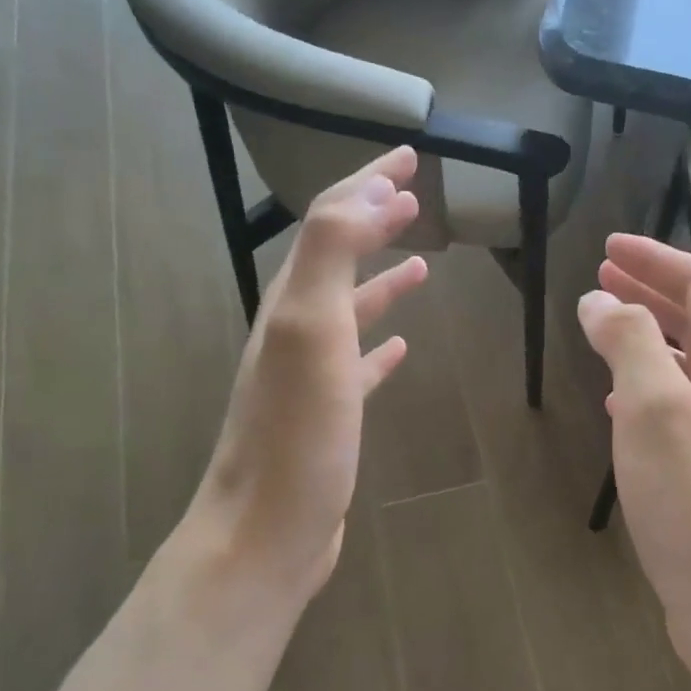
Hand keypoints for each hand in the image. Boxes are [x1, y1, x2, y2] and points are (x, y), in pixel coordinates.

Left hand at [184, 146, 427, 615]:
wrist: (268, 531)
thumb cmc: (296, 434)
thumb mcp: (309, 330)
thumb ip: (330, 254)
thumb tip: (368, 194)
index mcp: (293, 302)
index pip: (331, 221)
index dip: (369, 183)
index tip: (412, 159)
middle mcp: (296, 329)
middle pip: (337, 256)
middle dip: (374, 217)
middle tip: (414, 192)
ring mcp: (311, 375)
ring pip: (351, 308)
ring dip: (382, 277)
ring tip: (422, 260)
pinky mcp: (330, 416)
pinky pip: (359, 366)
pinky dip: (381, 346)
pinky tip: (403, 348)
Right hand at [578, 234, 690, 673]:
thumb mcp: (654, 408)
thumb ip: (626, 341)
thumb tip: (601, 300)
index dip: (654, 258)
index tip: (606, 247)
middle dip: (649, 293)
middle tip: (600, 278)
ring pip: (690, 365)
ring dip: (647, 340)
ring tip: (603, 328)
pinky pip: (685, 408)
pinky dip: (651, 389)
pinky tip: (620, 403)